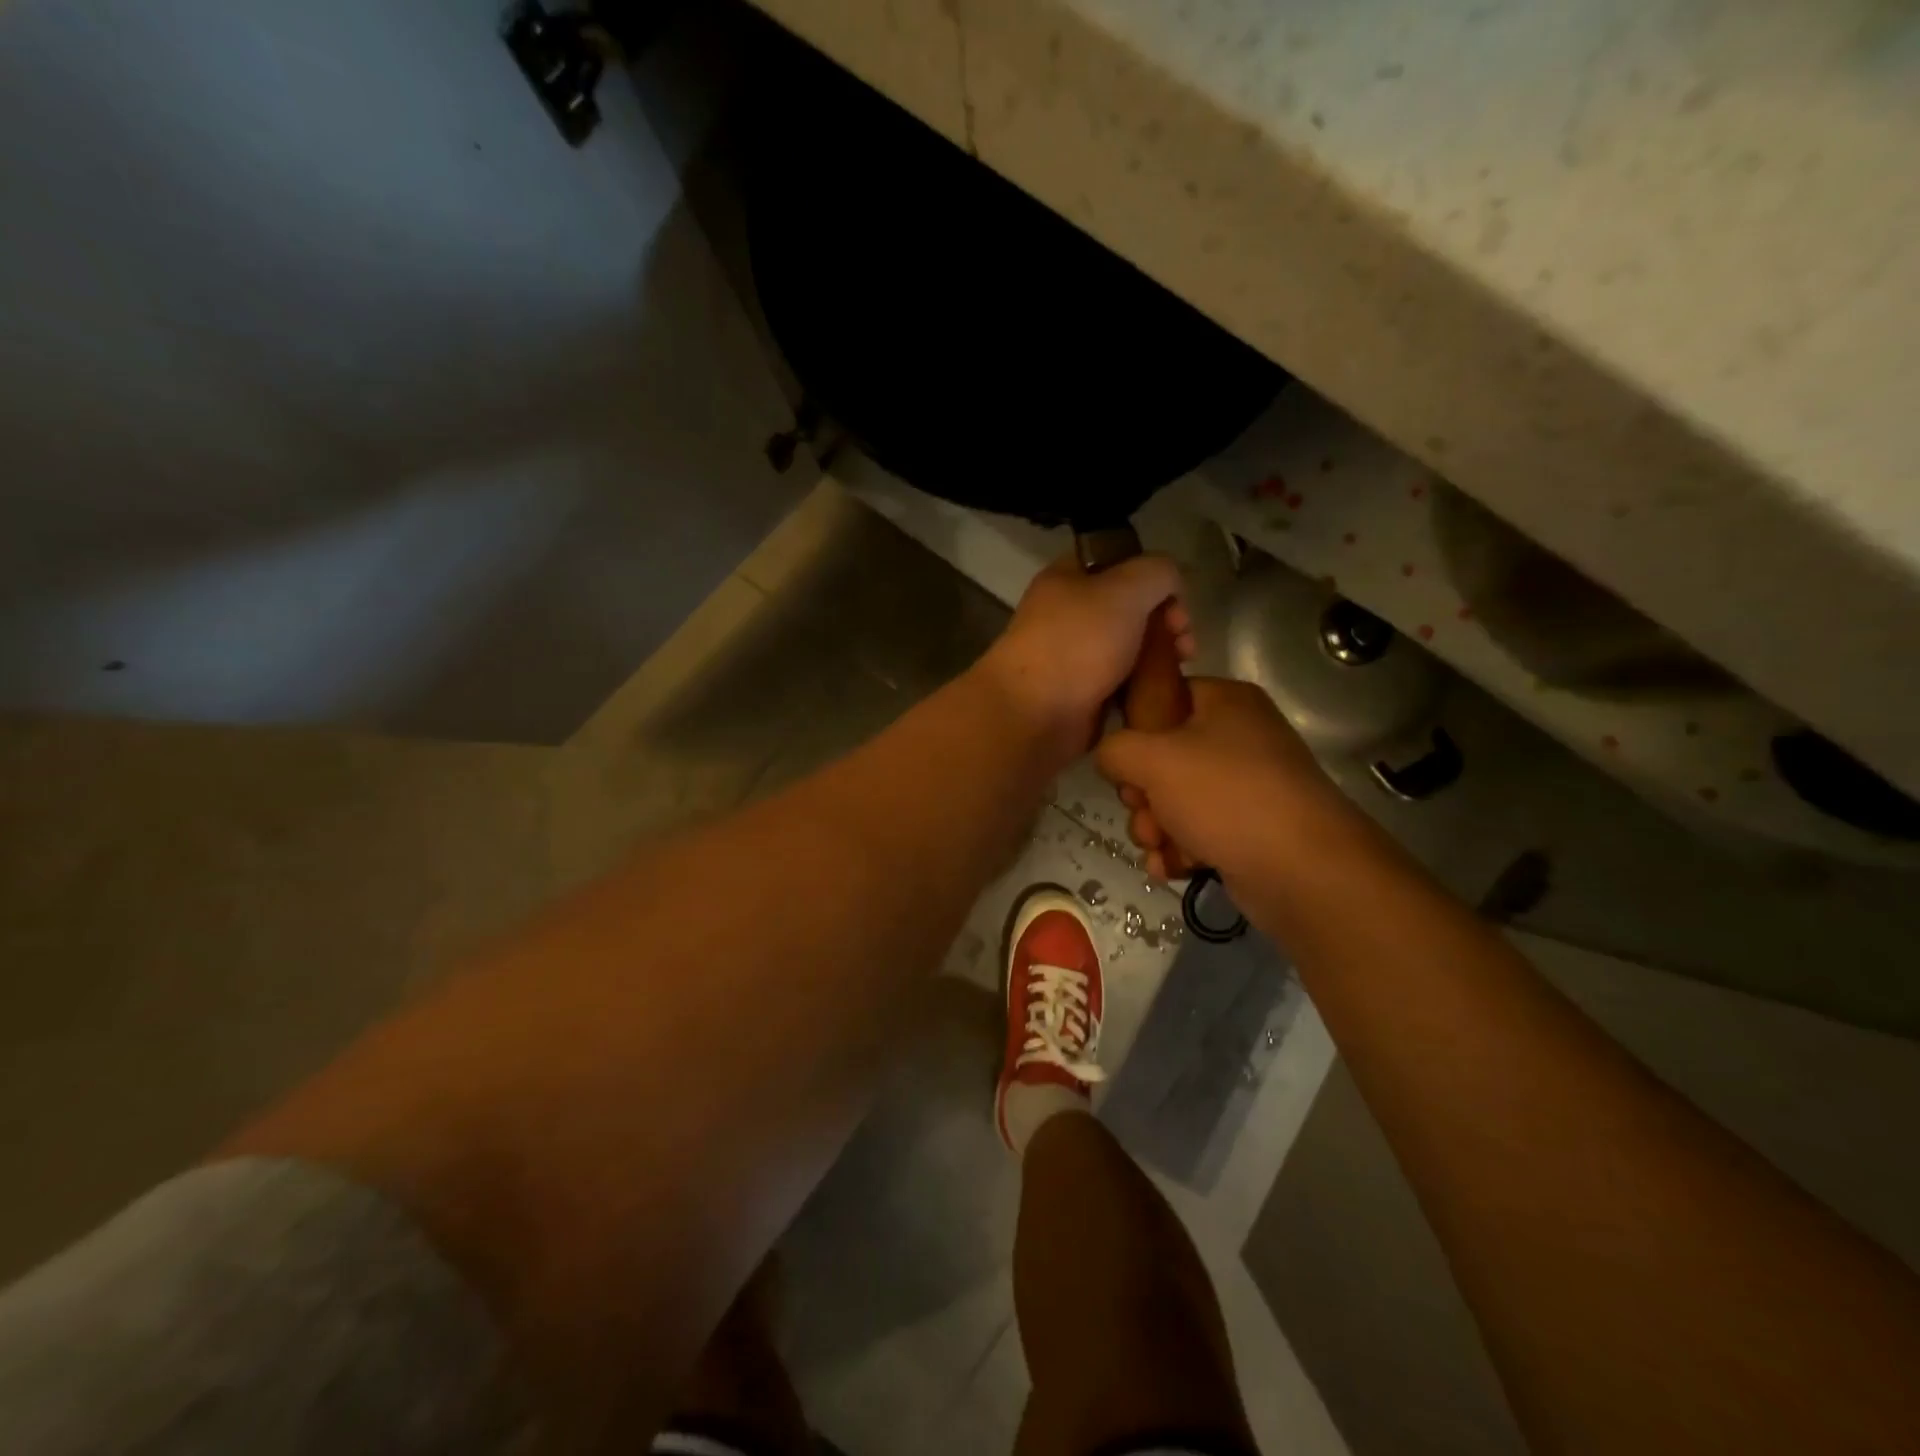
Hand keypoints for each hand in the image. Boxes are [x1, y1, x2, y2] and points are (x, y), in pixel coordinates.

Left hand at [978, 553, 1195, 765]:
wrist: (1035, 714)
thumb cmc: (1079, 643)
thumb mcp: (1126, 589)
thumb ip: (1158, 572)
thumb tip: (1171, 585)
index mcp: (1069, 578)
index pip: (1124, 563)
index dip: (1156, 578)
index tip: (1177, 603)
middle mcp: (1070, 614)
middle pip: (1133, 609)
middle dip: (1167, 622)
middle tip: (1185, 645)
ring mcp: (1076, 656)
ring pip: (1132, 648)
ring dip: (1161, 657)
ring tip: (1179, 671)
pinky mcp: (1084, 695)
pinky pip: (1125, 683)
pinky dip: (1145, 687)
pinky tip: (1162, 694)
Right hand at [1095, 677, 1342, 881]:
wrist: (1302, 870)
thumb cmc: (1225, 797)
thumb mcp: (1154, 759)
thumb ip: (1115, 748)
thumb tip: (1110, 756)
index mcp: (1225, 703)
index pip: (1164, 697)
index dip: (1135, 729)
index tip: (1125, 761)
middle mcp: (1239, 739)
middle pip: (1163, 758)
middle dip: (1142, 794)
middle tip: (1143, 810)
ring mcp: (1246, 787)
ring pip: (1175, 801)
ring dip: (1155, 827)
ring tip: (1161, 845)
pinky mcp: (1248, 829)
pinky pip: (1197, 831)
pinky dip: (1180, 849)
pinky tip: (1173, 866)